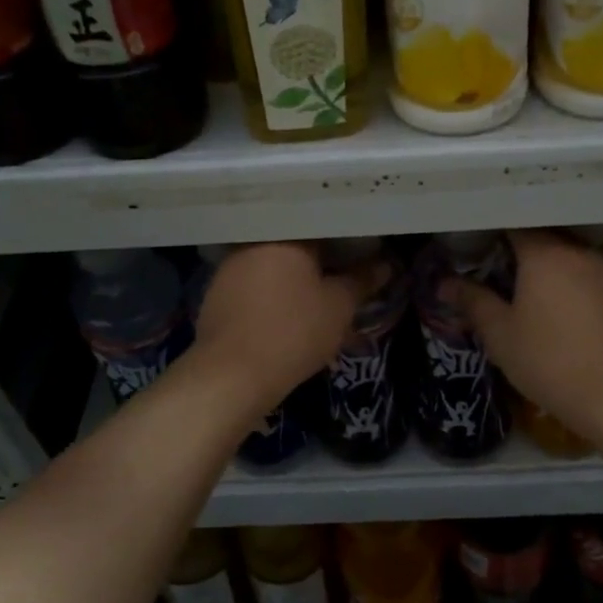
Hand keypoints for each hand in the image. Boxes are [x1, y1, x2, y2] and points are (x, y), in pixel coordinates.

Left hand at [194, 242, 380, 410]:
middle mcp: (253, 244)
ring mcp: (229, 269)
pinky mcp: (215, 296)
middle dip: (318, 264)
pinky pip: (253, 288)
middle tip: (341, 283)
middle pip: (294, 247)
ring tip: (314, 303)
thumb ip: (362, 281)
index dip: (345, 243)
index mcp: (285, 236)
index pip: (322, 227)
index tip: (362, 259)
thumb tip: (387, 264)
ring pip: (272, 268)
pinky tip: (283, 317)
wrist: (232, 375)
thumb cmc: (293, 332)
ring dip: (292, 281)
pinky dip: (270, 297)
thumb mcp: (339, 307)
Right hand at [447, 230, 602, 437]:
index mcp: (544, 253)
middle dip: (515, 250)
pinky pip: (581, 275)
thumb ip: (472, 301)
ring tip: (519, 291)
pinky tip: (552, 308)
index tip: (472, 250)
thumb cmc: (548, 360)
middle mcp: (576, 252)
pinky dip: (563, 282)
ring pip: (563, 256)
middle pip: (540, 237)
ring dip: (542, 267)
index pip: (512, 225)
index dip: (489, 233)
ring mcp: (602, 272)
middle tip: (490, 271)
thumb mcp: (500, 333)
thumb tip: (444, 283)